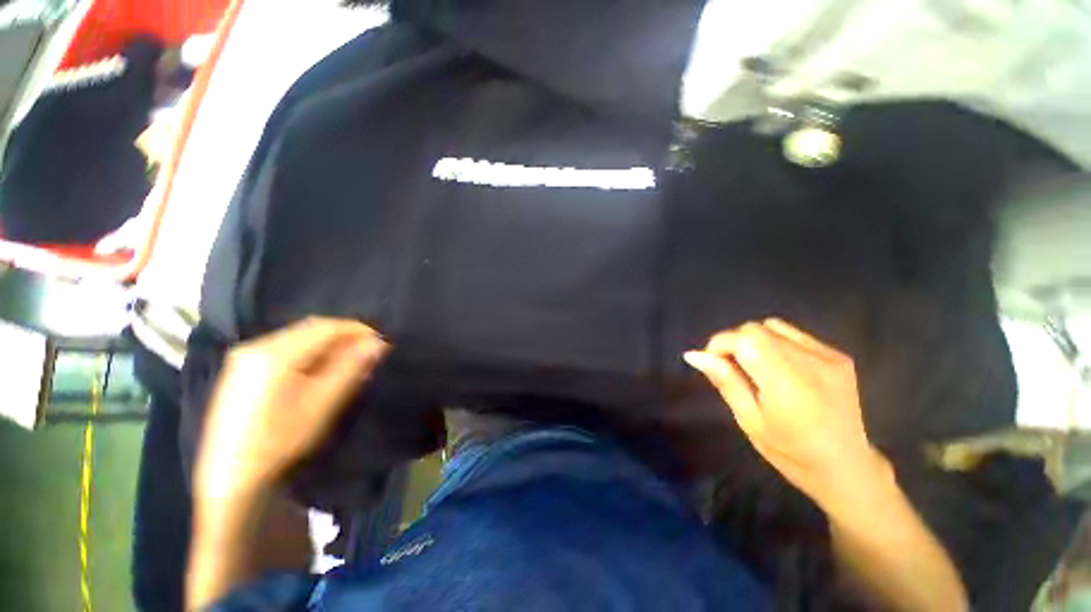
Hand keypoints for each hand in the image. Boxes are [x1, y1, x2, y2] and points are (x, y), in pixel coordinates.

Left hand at [194, 318, 388, 498]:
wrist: (231, 474)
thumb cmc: (280, 440)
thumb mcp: (322, 403)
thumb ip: (350, 368)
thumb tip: (378, 343)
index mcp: (274, 355)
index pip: (325, 327)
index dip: (357, 329)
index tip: (380, 340)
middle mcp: (256, 346)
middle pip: (310, 328)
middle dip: (343, 336)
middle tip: (367, 351)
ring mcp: (245, 356)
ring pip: (298, 336)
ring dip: (327, 344)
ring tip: (348, 361)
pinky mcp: (242, 367)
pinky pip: (284, 347)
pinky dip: (309, 351)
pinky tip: (320, 368)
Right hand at [684, 318, 885, 507]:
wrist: (847, 466)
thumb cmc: (791, 453)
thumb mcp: (749, 421)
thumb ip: (725, 381)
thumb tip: (693, 355)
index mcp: (789, 385)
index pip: (745, 339)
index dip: (720, 344)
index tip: (712, 363)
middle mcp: (812, 364)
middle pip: (755, 330)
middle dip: (734, 343)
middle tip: (731, 369)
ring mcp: (829, 356)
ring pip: (772, 326)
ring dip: (753, 341)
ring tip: (755, 368)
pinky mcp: (837, 355)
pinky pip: (792, 333)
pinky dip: (774, 342)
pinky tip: (778, 366)